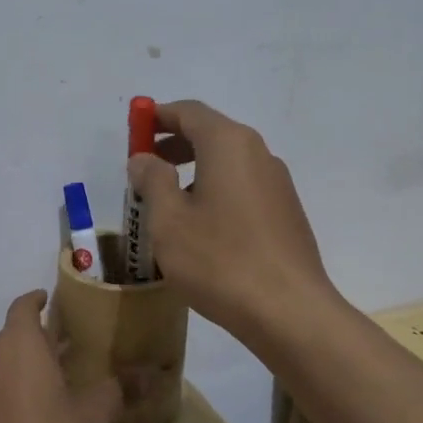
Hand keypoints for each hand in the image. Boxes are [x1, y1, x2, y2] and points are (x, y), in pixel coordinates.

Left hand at [0, 291, 120, 422]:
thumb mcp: (94, 417)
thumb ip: (114, 390)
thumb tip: (143, 375)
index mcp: (17, 345)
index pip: (23, 307)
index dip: (38, 301)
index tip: (51, 302)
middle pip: (10, 340)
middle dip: (35, 343)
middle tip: (65, 355)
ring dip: (19, 374)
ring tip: (49, 391)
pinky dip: (5, 402)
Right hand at [125, 100, 338, 346]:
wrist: (288, 311)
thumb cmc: (219, 260)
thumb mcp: (169, 220)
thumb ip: (152, 181)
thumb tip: (144, 158)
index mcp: (228, 144)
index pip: (189, 111)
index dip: (157, 117)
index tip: (134, 133)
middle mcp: (258, 153)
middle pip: (211, 134)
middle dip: (174, 145)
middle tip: (145, 170)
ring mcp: (277, 183)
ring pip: (228, 163)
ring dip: (195, 171)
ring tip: (168, 205)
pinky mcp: (286, 212)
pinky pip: (243, 187)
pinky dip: (216, 191)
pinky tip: (202, 229)